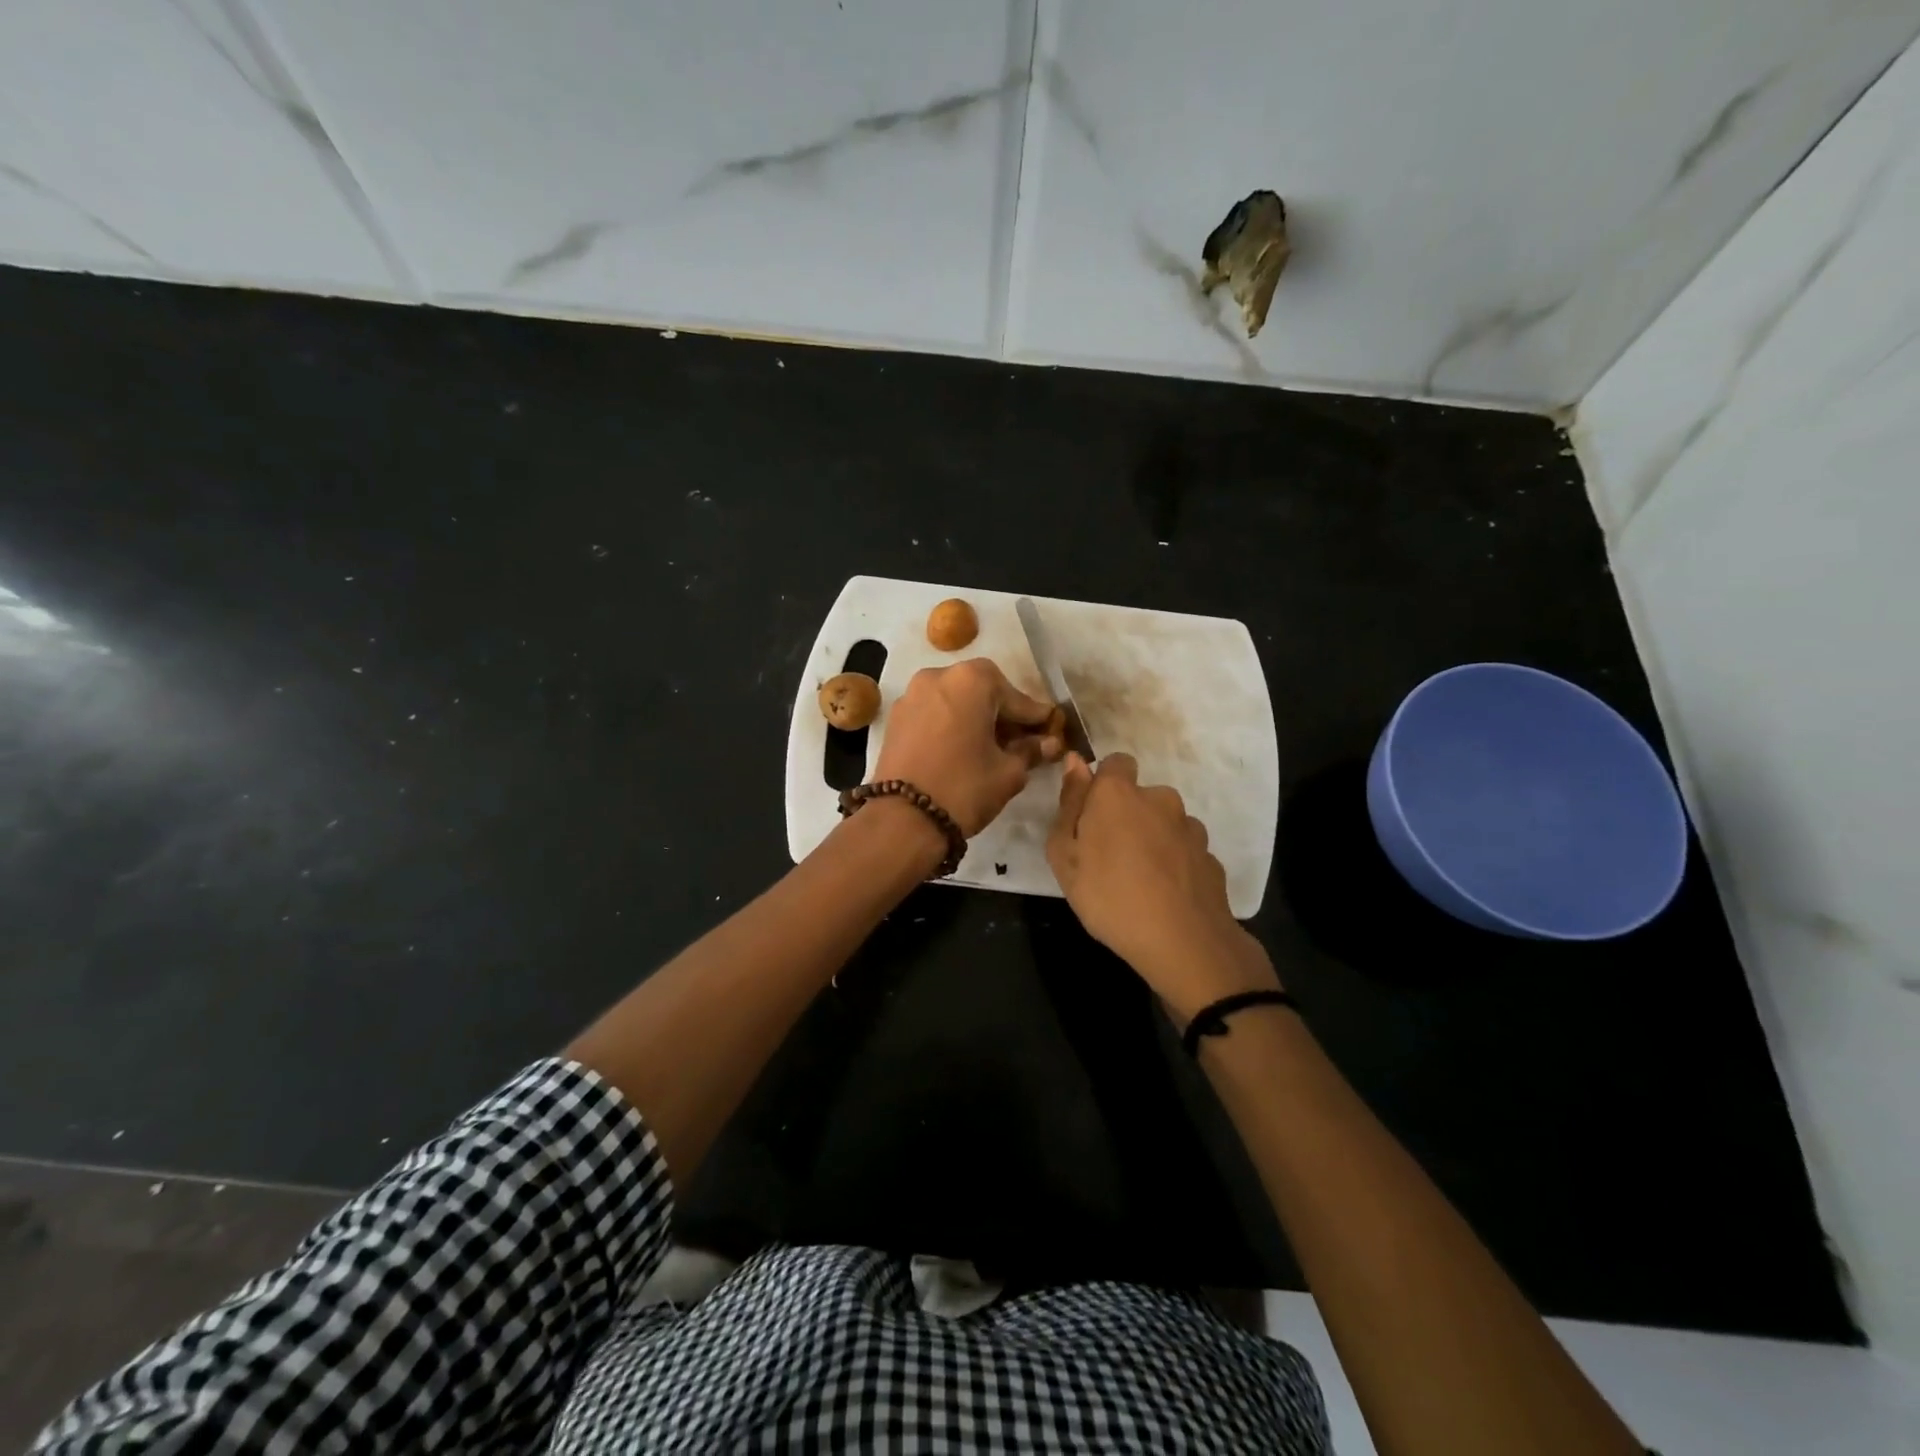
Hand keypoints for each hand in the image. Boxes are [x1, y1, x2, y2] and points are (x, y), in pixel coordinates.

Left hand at [872, 659, 1064, 835]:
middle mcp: (938, 676)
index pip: (1016, 697)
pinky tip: (961, 750)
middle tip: (1020, 741)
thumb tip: (1048, 743)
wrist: (902, 820)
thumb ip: (1031, 751)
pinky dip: (951, 725)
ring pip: (955, 701)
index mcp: (972, 680)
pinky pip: (933, 713)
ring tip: (990, 748)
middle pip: (983, 691)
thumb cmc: (964, 788)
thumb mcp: (1009, 772)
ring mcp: (912, 695)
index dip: (1035, 718)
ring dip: (975, 718)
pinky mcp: (895, 718)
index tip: (1050, 731)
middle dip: (1002, 714)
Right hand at [1048, 752, 1278, 1019]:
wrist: (1182, 942)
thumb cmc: (1109, 897)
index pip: (1115, 763)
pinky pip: (1184, 849)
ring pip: (1164, 823)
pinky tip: (1165, 893)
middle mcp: (1160, 799)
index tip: (1091, 816)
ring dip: (1152, 838)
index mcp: (1119, 793)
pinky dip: (1174, 863)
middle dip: (1126, 815)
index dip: (1102, 785)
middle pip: (1140, 796)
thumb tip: (1075, 762)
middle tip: (1108, 857)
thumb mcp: (1066, 856)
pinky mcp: (1210, 855)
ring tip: (1139, 880)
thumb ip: (1069, 804)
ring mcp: (1190, 827)